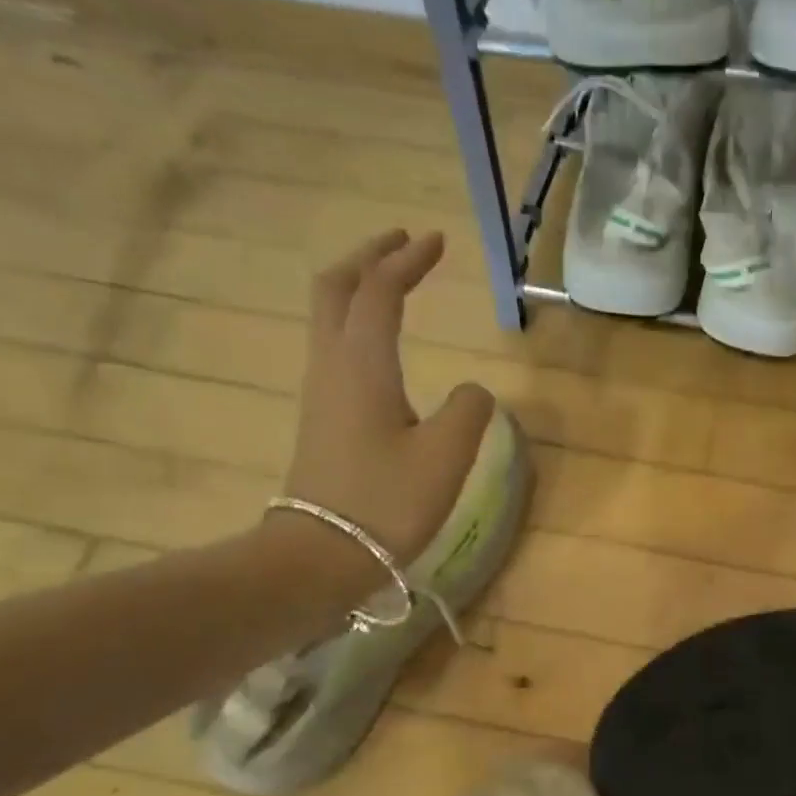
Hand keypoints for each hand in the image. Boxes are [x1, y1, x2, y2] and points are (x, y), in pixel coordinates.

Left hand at [270, 231, 495, 595]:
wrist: (321, 554)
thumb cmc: (387, 501)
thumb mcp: (446, 455)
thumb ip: (470, 410)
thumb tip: (473, 391)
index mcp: (363, 364)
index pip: (381, 291)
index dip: (408, 260)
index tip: (438, 241)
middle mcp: (333, 365)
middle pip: (336, 288)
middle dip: (370, 256)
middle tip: (404, 243)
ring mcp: (322, 391)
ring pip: (330, 315)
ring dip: (360, 287)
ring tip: (394, 281)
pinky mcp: (323, 417)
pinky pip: (335, 346)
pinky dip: (358, 321)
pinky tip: (381, 341)